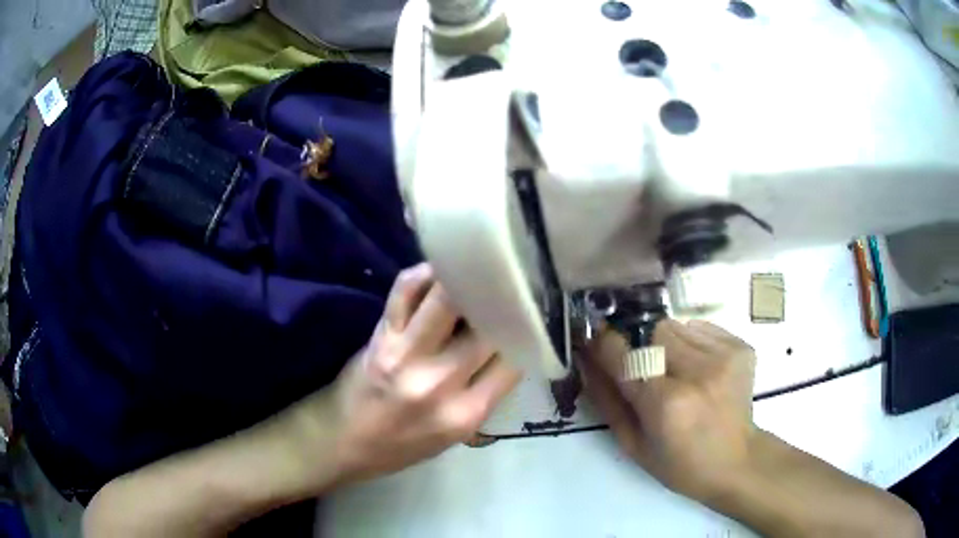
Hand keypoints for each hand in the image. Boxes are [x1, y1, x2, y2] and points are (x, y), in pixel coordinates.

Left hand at [294, 263, 520, 486]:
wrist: (344, 442)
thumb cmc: (402, 445)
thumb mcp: (454, 435)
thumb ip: (483, 393)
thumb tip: (506, 346)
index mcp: (465, 414)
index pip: (512, 361)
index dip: (524, 333)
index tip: (527, 316)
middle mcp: (440, 383)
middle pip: (487, 327)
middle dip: (503, 302)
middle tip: (510, 283)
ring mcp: (406, 356)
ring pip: (449, 299)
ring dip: (467, 278)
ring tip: (479, 266)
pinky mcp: (380, 336)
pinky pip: (407, 290)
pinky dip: (425, 274)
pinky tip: (438, 271)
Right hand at [581, 319, 756, 502]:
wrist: (737, 460)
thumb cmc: (680, 464)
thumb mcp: (633, 445)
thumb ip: (607, 400)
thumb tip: (585, 359)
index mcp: (666, 403)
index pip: (624, 355)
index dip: (603, 342)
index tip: (591, 335)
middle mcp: (697, 372)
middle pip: (652, 331)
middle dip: (639, 344)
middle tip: (644, 368)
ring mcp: (724, 355)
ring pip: (675, 326)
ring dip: (665, 344)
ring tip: (674, 371)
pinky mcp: (740, 347)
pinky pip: (699, 328)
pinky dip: (690, 342)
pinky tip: (697, 370)